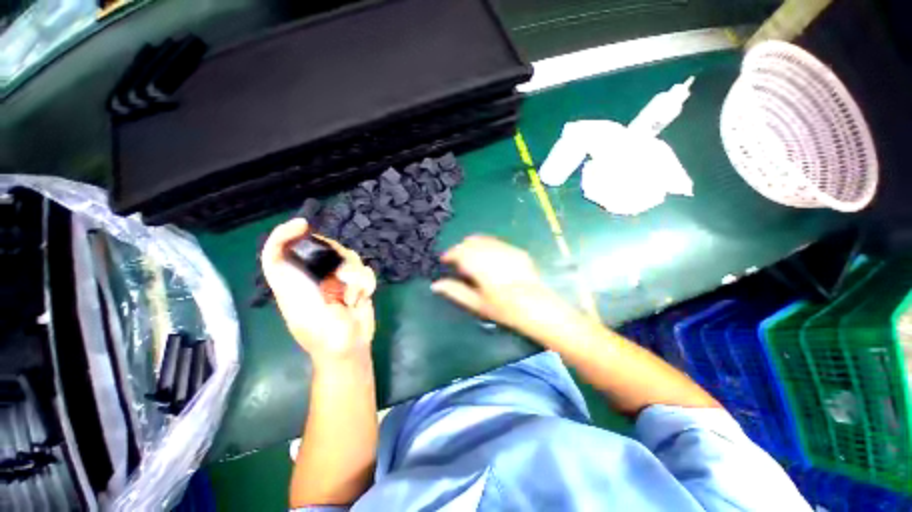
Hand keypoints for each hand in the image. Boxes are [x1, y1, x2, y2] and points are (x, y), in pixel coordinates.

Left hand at [261, 219, 376, 362]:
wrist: (348, 346)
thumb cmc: (318, 330)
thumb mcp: (292, 299)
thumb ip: (282, 267)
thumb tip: (295, 234)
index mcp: (294, 278)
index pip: (282, 249)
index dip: (287, 232)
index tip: (304, 224)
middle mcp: (316, 275)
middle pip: (326, 248)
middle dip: (338, 260)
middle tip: (340, 278)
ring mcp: (339, 280)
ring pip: (351, 258)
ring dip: (355, 278)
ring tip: (350, 298)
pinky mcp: (357, 285)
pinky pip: (366, 271)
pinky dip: (366, 284)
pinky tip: (360, 299)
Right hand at [431, 235, 557, 331]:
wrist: (536, 306)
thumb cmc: (503, 308)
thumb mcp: (476, 303)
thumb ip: (455, 291)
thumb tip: (435, 285)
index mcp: (477, 264)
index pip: (457, 251)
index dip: (449, 255)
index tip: (446, 261)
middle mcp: (490, 251)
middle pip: (470, 242)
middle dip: (461, 249)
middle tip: (460, 263)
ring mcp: (505, 248)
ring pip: (483, 239)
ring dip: (474, 246)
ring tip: (474, 260)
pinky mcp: (517, 250)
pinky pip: (497, 243)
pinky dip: (489, 247)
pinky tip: (492, 260)